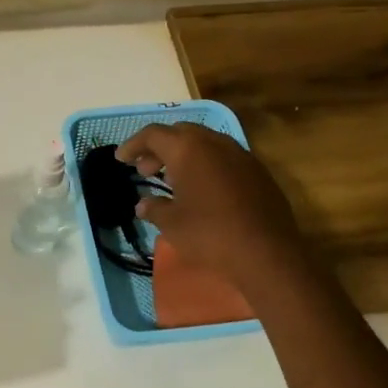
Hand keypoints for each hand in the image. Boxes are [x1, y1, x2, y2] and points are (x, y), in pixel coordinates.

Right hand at [116, 123, 307, 293]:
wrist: (266, 254)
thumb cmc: (210, 235)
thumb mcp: (172, 224)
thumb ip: (154, 208)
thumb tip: (144, 204)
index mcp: (189, 150)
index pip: (153, 135)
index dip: (133, 145)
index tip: (121, 159)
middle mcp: (215, 143)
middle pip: (180, 133)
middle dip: (159, 148)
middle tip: (145, 170)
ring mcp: (241, 155)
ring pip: (205, 143)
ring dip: (184, 156)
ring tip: (172, 180)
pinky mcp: (258, 172)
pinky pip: (224, 158)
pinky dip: (206, 166)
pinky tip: (202, 190)